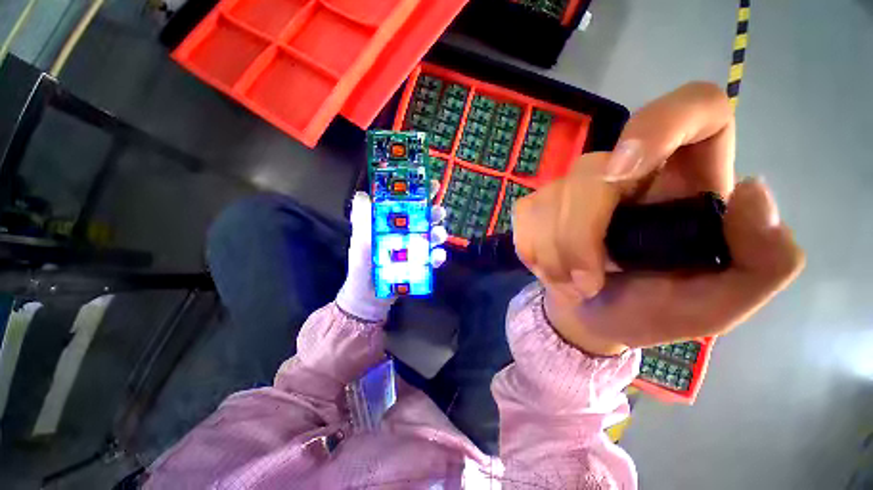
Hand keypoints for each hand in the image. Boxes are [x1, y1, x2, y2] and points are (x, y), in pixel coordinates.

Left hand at [336, 187, 446, 321]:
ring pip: (432, 236)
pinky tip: (438, 256)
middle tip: (439, 211)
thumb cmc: (363, 265)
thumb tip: (363, 194)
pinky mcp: (421, 264)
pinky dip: (437, 257)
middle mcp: (407, 233)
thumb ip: (362, 220)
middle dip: (434, 213)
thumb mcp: (360, 240)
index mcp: (392, 224)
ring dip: (438, 233)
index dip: (420, 193)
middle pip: (425, 218)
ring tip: (439, 234)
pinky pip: (433, 259)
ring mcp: (416, 249)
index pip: (408, 204)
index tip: (432, 184)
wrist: (369, 296)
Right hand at [512, 82, 804, 354]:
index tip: (623, 171)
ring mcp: (578, 187)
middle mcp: (631, 170)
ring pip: (551, 197)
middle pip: (592, 171)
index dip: (661, 123)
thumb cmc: (655, 311)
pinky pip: (526, 214)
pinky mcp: (542, 203)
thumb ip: (765, 261)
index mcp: (689, 181)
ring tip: (572, 286)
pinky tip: (550, 270)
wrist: (592, 318)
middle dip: (579, 236)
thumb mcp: (722, 302)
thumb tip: (753, 191)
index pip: (694, 108)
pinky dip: (533, 250)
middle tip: (585, 284)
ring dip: (555, 253)